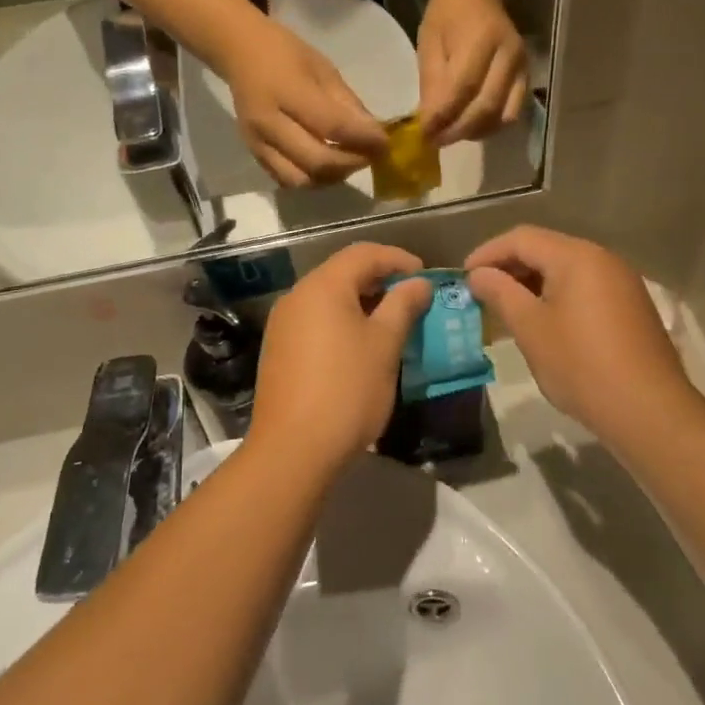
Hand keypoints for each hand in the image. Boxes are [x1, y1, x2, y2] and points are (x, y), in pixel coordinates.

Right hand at [223, 19, 387, 187]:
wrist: (239, 52)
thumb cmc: (286, 53)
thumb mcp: (324, 69)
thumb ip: (348, 104)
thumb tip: (374, 134)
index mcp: (287, 92)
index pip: (332, 126)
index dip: (364, 139)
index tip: (384, 143)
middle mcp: (268, 123)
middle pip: (317, 161)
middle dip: (352, 163)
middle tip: (370, 155)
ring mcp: (257, 142)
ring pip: (301, 179)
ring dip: (331, 177)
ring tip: (348, 162)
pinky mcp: (253, 154)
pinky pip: (285, 179)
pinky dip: (311, 178)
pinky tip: (326, 165)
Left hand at [248, 244, 432, 472]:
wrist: (292, 451)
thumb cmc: (346, 390)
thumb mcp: (384, 345)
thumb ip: (402, 305)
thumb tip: (419, 283)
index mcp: (323, 286)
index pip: (363, 253)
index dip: (397, 258)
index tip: (425, 276)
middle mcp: (297, 296)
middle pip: (343, 272)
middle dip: (380, 280)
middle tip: (412, 299)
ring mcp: (283, 324)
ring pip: (329, 298)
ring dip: (362, 302)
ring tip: (392, 323)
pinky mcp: (279, 350)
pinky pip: (316, 320)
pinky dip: (342, 322)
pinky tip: (361, 346)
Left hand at [417, 0, 527, 143]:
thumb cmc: (447, 17)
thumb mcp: (429, 44)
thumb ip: (431, 83)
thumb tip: (429, 123)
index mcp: (481, 39)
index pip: (463, 87)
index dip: (443, 115)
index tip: (424, 133)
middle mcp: (508, 55)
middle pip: (487, 106)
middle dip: (459, 130)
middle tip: (436, 141)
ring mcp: (522, 67)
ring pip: (503, 115)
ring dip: (476, 131)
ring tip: (452, 134)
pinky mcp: (527, 77)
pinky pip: (513, 112)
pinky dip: (491, 125)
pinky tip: (471, 126)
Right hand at [466, 226, 693, 439]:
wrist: (650, 412)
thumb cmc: (581, 366)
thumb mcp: (531, 328)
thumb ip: (500, 293)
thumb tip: (479, 274)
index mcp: (576, 256)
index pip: (521, 238)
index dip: (487, 254)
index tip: (463, 278)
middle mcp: (602, 258)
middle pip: (545, 249)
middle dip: (509, 268)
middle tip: (481, 294)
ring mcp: (621, 282)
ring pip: (566, 269)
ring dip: (532, 283)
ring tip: (507, 310)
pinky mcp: (631, 306)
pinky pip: (585, 287)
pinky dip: (557, 296)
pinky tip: (543, 323)